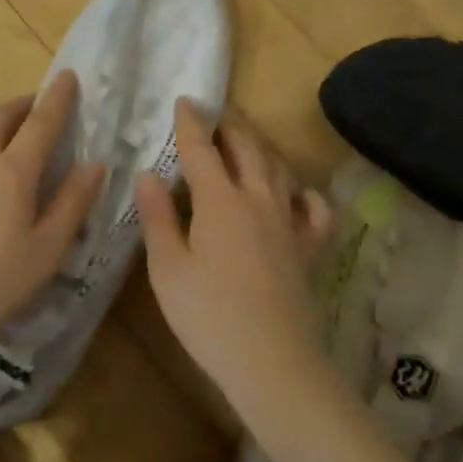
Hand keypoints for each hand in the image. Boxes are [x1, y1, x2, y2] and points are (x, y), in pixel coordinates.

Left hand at [0, 72, 104, 357]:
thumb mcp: (47, 250)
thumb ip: (73, 203)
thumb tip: (95, 163)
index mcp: (13, 172)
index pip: (41, 123)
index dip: (58, 98)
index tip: (68, 75)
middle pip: (0, 117)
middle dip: (23, 104)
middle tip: (38, 104)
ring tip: (2, 129)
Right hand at [134, 100, 332, 386]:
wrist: (271, 361)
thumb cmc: (207, 315)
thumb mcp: (167, 268)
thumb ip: (157, 217)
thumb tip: (149, 173)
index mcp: (220, 201)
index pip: (202, 149)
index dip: (191, 123)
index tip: (185, 100)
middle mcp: (258, 199)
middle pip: (246, 149)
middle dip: (229, 126)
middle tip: (214, 114)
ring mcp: (288, 222)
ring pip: (278, 169)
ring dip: (260, 148)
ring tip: (246, 142)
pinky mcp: (308, 248)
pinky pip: (313, 209)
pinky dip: (304, 193)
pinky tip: (295, 194)